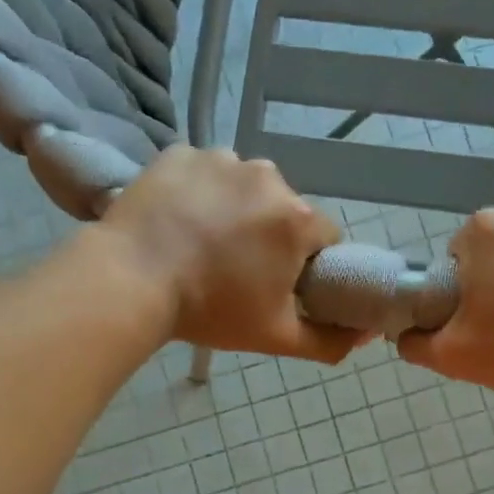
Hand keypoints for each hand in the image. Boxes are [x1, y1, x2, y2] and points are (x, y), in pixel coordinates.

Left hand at [97, 146, 365, 362]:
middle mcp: (267, 176)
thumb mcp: (277, 338)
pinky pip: (204, 173)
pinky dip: (198, 193)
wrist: (129, 281)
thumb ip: (329, 341)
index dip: (308, 264)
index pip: (324, 238)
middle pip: (284, 210)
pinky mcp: (180, 153)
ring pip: (244, 188)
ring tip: (203, 244)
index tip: (282, 285)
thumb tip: (365, 335)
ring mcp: (220, 158)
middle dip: (270, 236)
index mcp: (296, 218)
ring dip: (235, 211)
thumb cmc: (210, 310)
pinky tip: (179, 221)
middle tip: (237, 270)